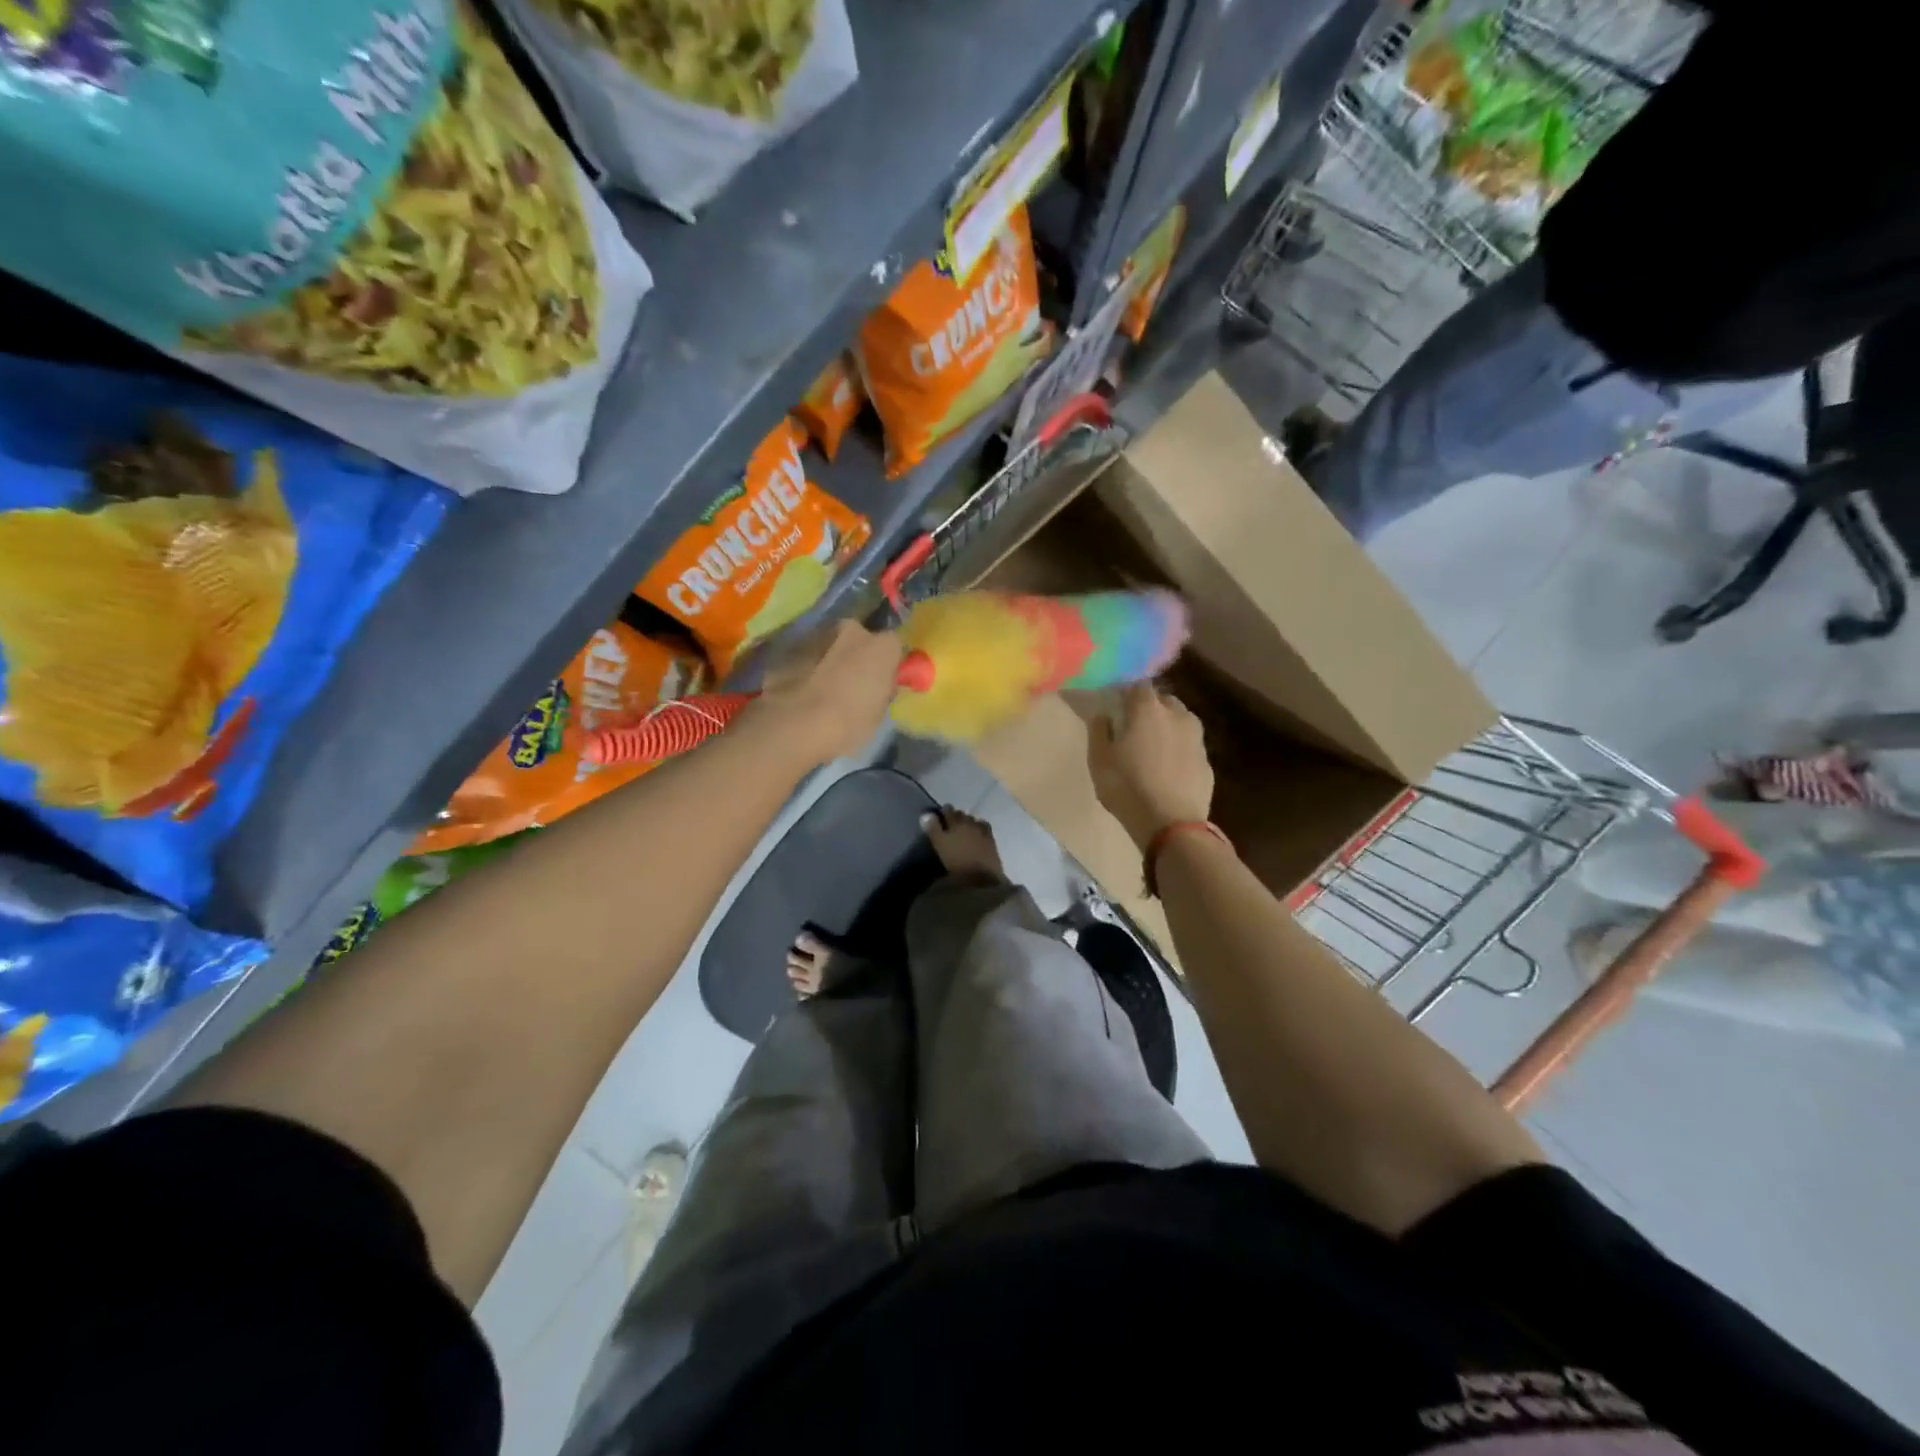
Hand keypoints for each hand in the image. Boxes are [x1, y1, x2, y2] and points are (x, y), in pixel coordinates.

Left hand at [748, 619, 903, 767]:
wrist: (792, 725)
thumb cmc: (847, 723)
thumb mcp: (879, 714)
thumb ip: (882, 690)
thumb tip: (877, 684)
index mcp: (882, 646)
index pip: (893, 646)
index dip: (887, 664)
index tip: (880, 682)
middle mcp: (852, 629)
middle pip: (859, 638)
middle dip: (856, 655)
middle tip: (850, 684)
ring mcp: (817, 634)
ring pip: (830, 644)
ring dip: (830, 659)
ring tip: (822, 690)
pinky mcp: (789, 646)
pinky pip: (806, 655)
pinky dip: (807, 666)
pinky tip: (801, 690)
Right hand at [1088, 683, 1214, 850]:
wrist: (1171, 824)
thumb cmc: (1127, 787)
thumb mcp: (1099, 759)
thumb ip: (1099, 730)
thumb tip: (1103, 714)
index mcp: (1147, 708)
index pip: (1136, 685)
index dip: (1124, 691)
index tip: (1114, 703)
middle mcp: (1177, 714)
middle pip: (1162, 700)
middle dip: (1148, 707)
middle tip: (1132, 725)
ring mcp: (1196, 738)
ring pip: (1179, 721)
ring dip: (1166, 727)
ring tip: (1151, 746)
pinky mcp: (1207, 761)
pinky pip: (1188, 746)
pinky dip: (1177, 749)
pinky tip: (1167, 767)